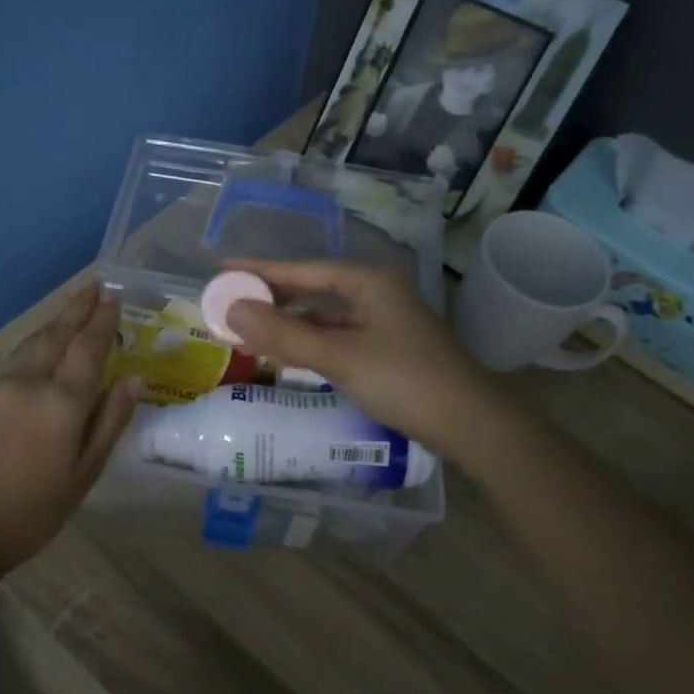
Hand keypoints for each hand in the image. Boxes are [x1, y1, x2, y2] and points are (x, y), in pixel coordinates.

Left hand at [0, 283, 140, 571]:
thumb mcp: (84, 474)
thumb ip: (110, 422)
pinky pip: (15, 358)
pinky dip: (35, 342)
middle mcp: (30, 383)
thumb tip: (133, 380)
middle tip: (95, 285)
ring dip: (55, 322)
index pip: (88, 348)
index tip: (114, 297)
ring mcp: (0, 388)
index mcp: (62, 402)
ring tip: (72, 308)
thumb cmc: (33, 511)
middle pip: (57, 335)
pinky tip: (40, 343)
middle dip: (78, 309)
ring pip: (33, 342)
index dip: (103, 321)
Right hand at [223, 259, 503, 464]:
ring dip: (290, 323)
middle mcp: (377, 293)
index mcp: (370, 281)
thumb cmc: (406, 381)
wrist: (470, 423)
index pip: (303, 269)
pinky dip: (310, 342)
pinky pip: (337, 336)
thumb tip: (232, 311)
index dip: (261, 270)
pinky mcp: (387, 348)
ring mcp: (384, 321)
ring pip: (325, 315)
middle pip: (314, 289)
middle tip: (230, 303)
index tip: (222, 270)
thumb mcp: (340, 357)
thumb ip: (285, 334)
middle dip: (272, 297)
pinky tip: (288, 352)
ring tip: (249, 329)